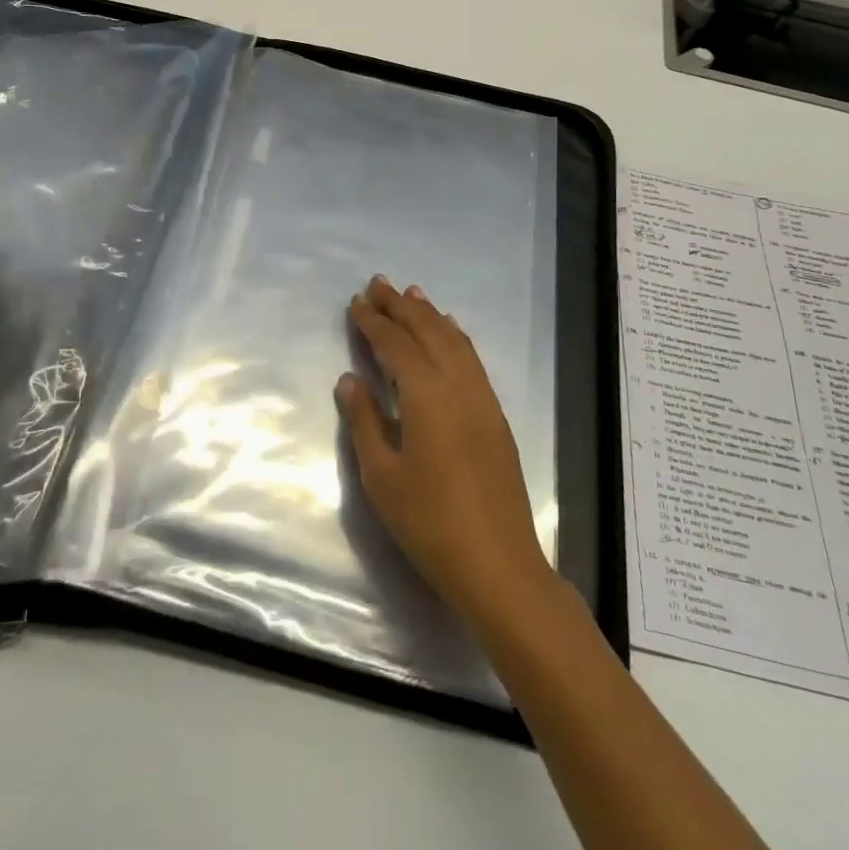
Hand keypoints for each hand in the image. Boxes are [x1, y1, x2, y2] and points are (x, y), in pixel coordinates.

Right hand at [338, 275, 557, 636]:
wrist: (498, 566)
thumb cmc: (430, 523)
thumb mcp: (382, 476)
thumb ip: (365, 420)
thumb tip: (350, 378)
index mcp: (427, 395)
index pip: (396, 344)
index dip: (374, 321)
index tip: (357, 301)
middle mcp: (458, 386)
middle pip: (428, 332)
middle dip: (402, 306)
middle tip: (379, 283)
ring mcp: (482, 400)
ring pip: (454, 341)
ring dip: (430, 315)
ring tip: (412, 295)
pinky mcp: (495, 417)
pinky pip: (472, 360)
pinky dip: (456, 337)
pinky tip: (450, 332)